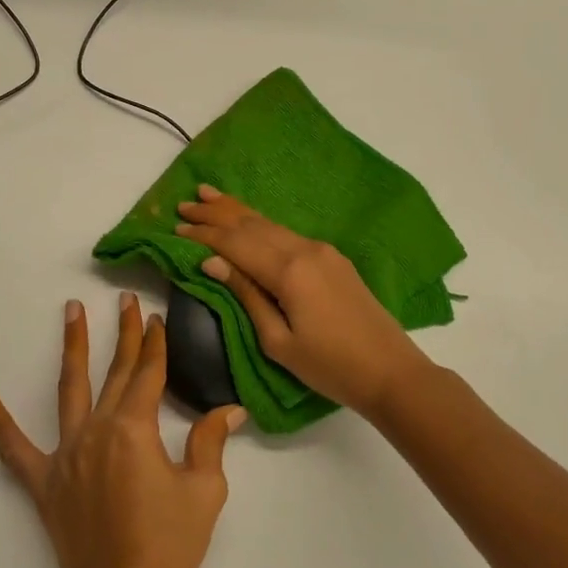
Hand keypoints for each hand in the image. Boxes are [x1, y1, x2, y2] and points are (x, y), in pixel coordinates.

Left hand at [0, 293, 245, 567]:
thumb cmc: (170, 547)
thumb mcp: (203, 492)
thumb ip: (210, 442)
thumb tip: (230, 409)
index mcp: (135, 429)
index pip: (148, 374)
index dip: (155, 344)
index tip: (157, 316)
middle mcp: (97, 430)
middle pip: (115, 372)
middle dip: (124, 333)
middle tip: (125, 300)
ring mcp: (65, 454)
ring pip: (69, 389)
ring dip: (72, 346)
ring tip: (71, 311)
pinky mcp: (43, 482)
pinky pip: (13, 446)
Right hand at [174, 186, 431, 418]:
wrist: (391, 371)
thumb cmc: (330, 366)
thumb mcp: (278, 341)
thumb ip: (245, 295)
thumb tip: (211, 262)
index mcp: (288, 271)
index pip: (235, 244)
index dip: (204, 235)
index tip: (175, 227)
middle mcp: (304, 249)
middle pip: (250, 225)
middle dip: (216, 214)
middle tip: (185, 204)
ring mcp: (321, 250)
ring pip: (269, 223)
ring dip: (237, 211)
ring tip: (209, 195)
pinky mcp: (332, 257)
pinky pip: (286, 233)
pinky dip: (260, 223)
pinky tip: (248, 220)